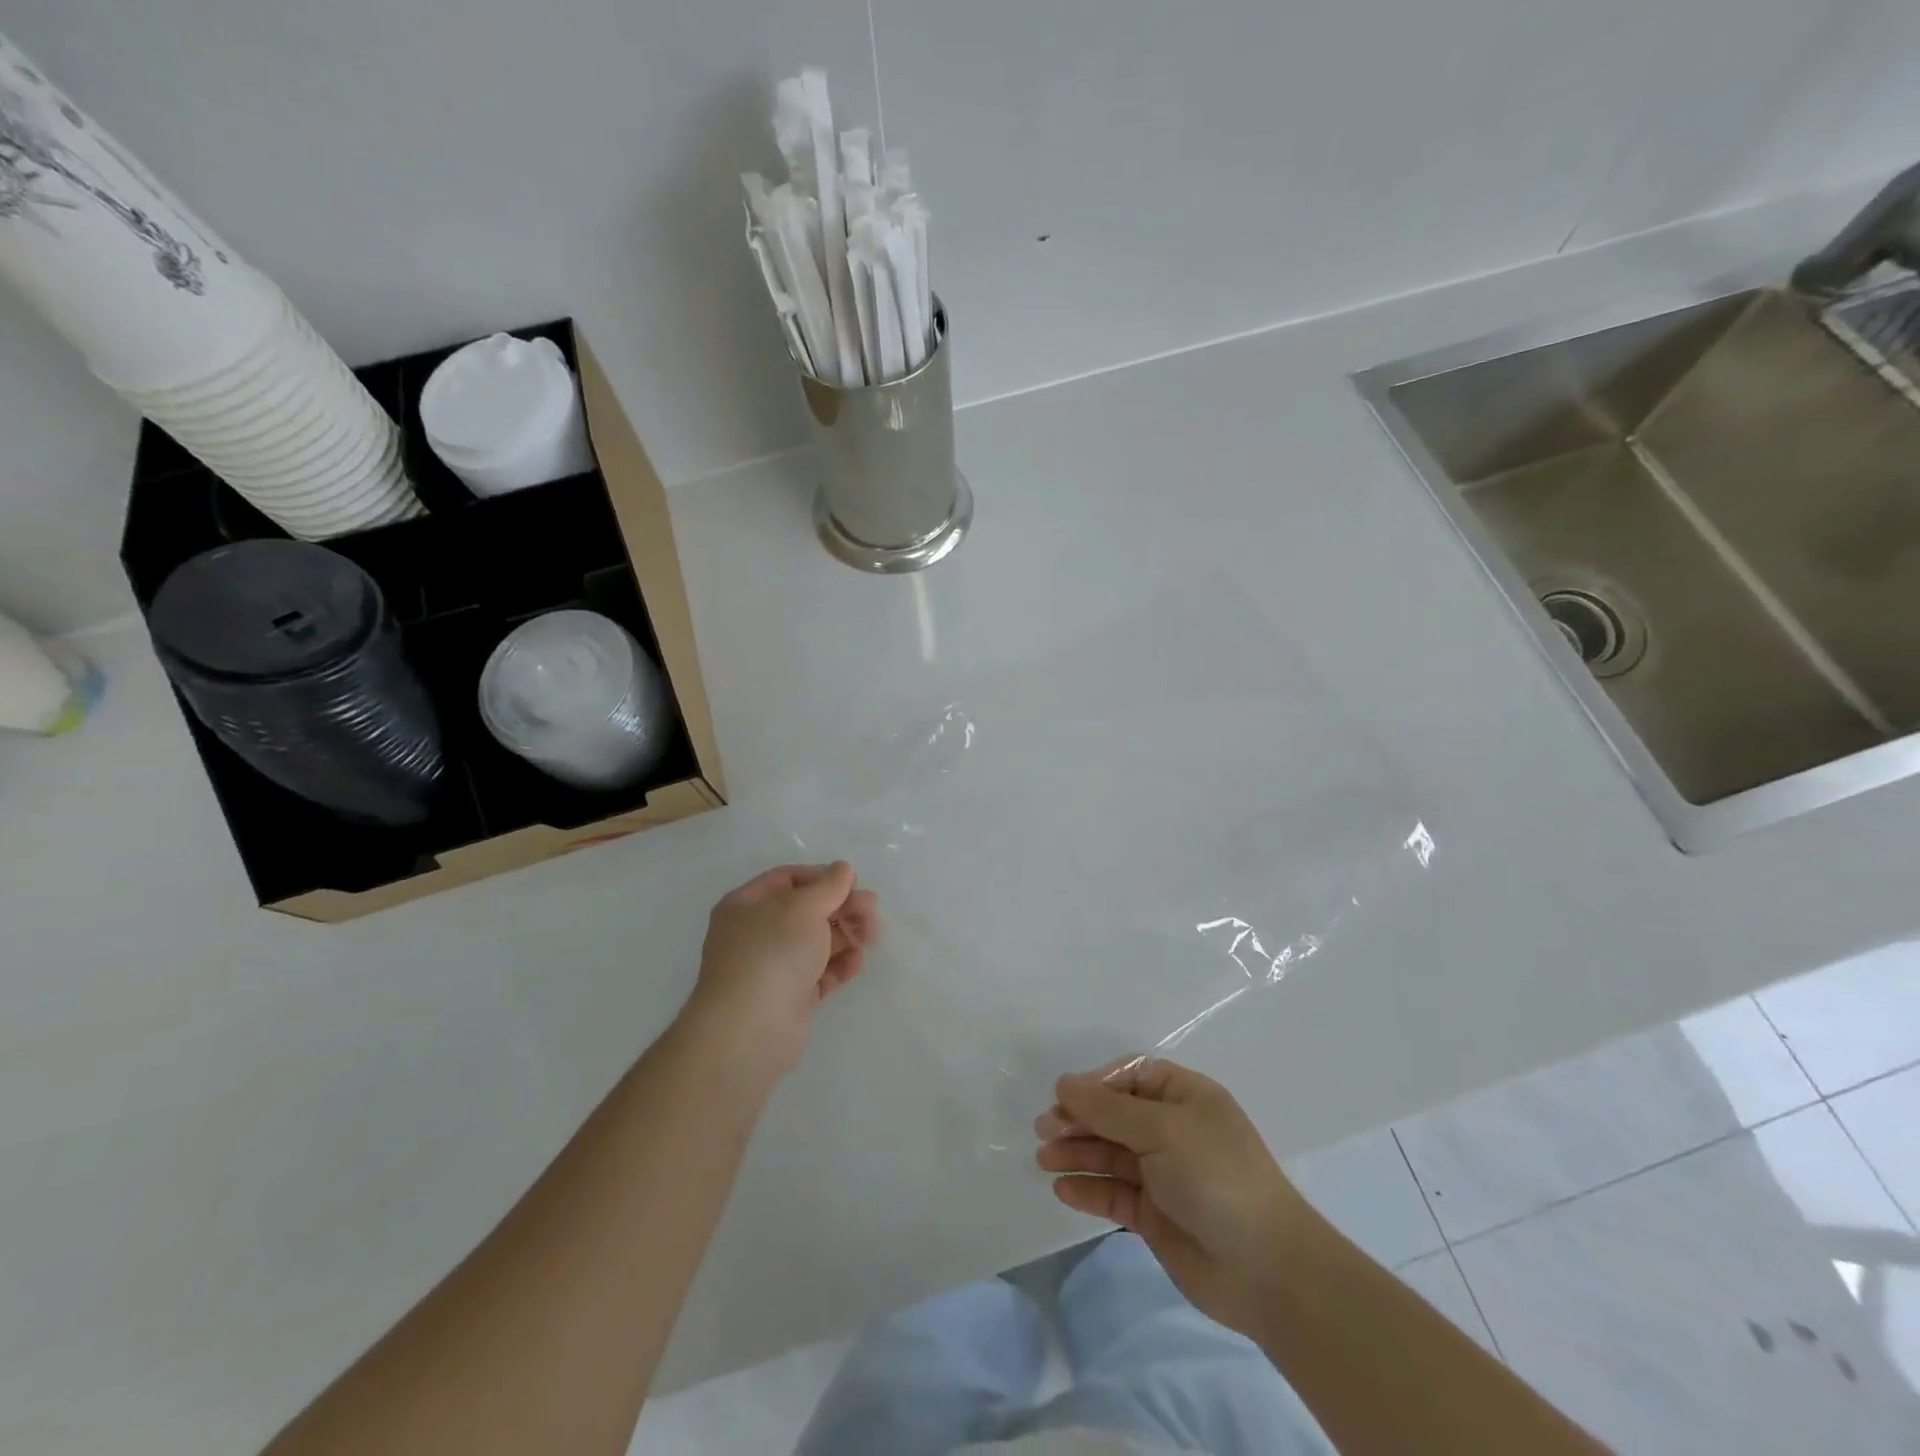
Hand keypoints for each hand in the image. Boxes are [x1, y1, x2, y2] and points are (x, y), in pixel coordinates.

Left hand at [682, 862, 877, 1079]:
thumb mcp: (804, 907)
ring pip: (816, 941)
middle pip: (806, 910)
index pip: (789, 879)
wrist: (751, 1029)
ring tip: (871, 936)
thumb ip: (829, 885)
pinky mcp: (789, 997)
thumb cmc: (773, 953)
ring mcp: (772, 967)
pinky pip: (819, 972)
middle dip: (841, 907)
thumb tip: (843, 869)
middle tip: (871, 910)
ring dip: (846, 934)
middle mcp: (756, 933)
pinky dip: (839, 964)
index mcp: (747, 905)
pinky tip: (857, 962)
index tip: (853, 883)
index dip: (822, 877)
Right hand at [1035, 1058, 1312, 1337]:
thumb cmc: (1216, 1177)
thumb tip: (1063, 1083)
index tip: (1064, 1098)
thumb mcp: (1161, 1130)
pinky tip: (1063, 1189)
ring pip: (1110, 1154)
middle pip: (1114, 1115)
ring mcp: (1164, 1173)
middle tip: (1044, 1131)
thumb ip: (1108, 1109)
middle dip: (1079, 1120)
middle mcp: (1172, 1130)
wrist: (1267, 1270)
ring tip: (1044, 1160)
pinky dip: (1089, 1189)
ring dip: (1077, 1153)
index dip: (1095, 1084)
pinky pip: (1114, 1193)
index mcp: (1185, 1097)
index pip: (1130, 1077)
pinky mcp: (1155, 1215)